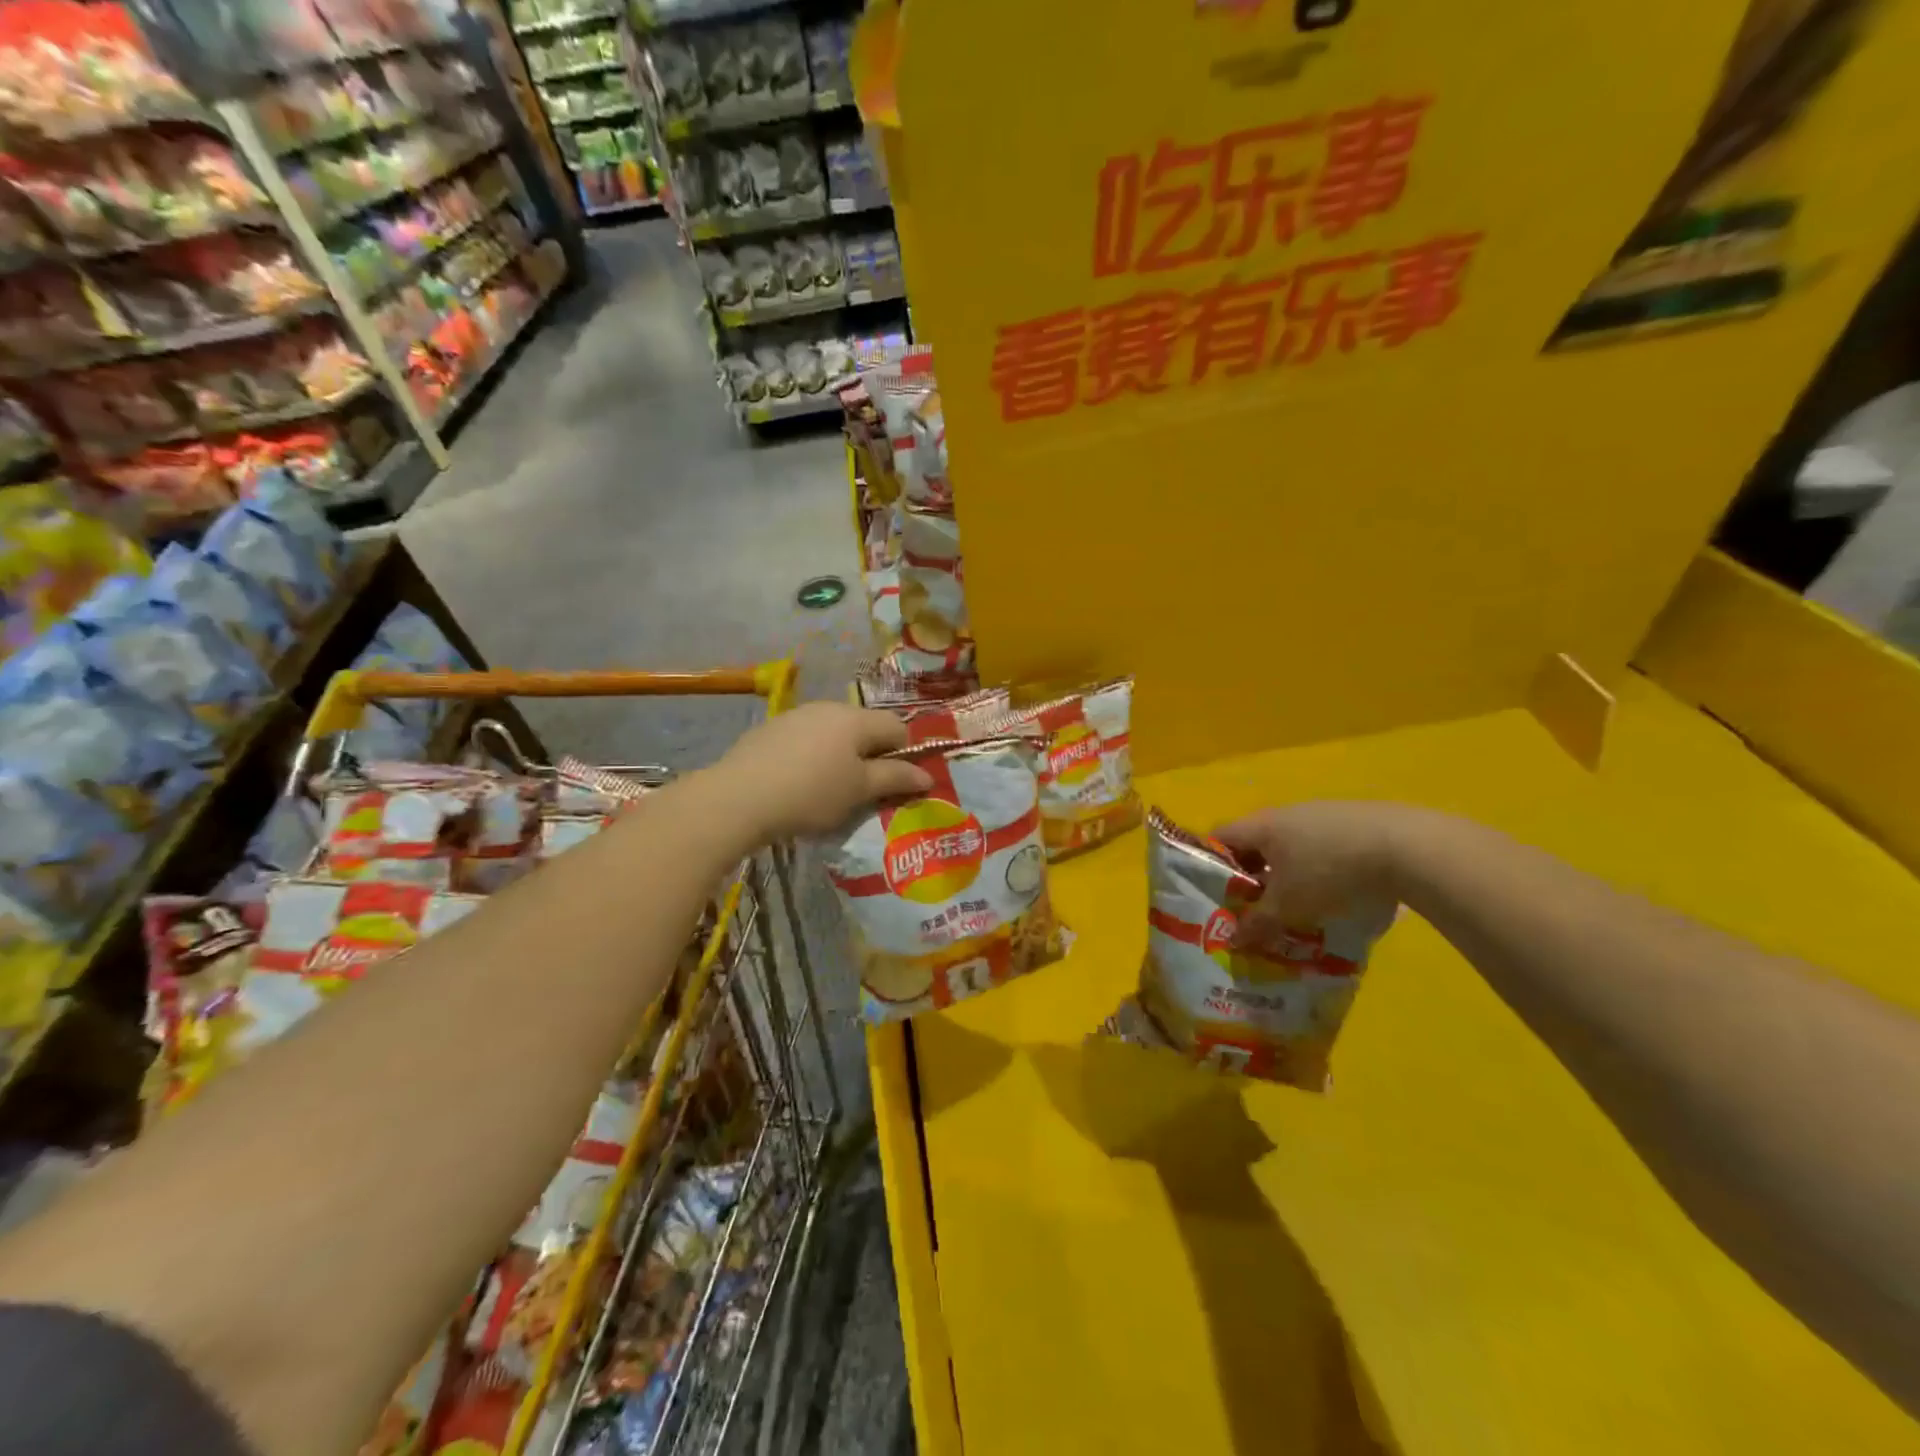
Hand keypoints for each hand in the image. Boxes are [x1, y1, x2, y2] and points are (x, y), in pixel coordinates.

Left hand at [709, 702, 932, 841]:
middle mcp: (828, 707)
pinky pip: (805, 740)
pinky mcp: (770, 730)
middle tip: (864, 790)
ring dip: (840, 755)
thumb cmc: (811, 794)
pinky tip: (798, 783)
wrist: (738, 797)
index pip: (897, 727)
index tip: (896, 783)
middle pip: (864, 727)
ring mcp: (796, 716)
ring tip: (829, 789)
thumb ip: (895, 778)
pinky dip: (812, 757)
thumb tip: (928, 776)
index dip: (905, 754)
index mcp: (856, 718)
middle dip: (871, 755)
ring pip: (833, 733)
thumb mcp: (859, 791)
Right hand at [1212, 801, 1418, 936]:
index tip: (1216, 895)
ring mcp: (1321, 814)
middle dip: (1251, 876)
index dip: (1210, 865)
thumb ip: (1257, 923)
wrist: (1406, 847)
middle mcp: (1285, 814)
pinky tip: (1335, 893)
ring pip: (1289, 846)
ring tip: (1296, 906)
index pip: (1220, 838)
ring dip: (1286, 874)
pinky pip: (1321, 846)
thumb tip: (1231, 940)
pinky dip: (1317, 869)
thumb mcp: (1288, 906)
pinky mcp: (1353, 822)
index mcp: (1261, 825)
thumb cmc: (1329, 872)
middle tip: (1254, 908)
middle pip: (1255, 843)